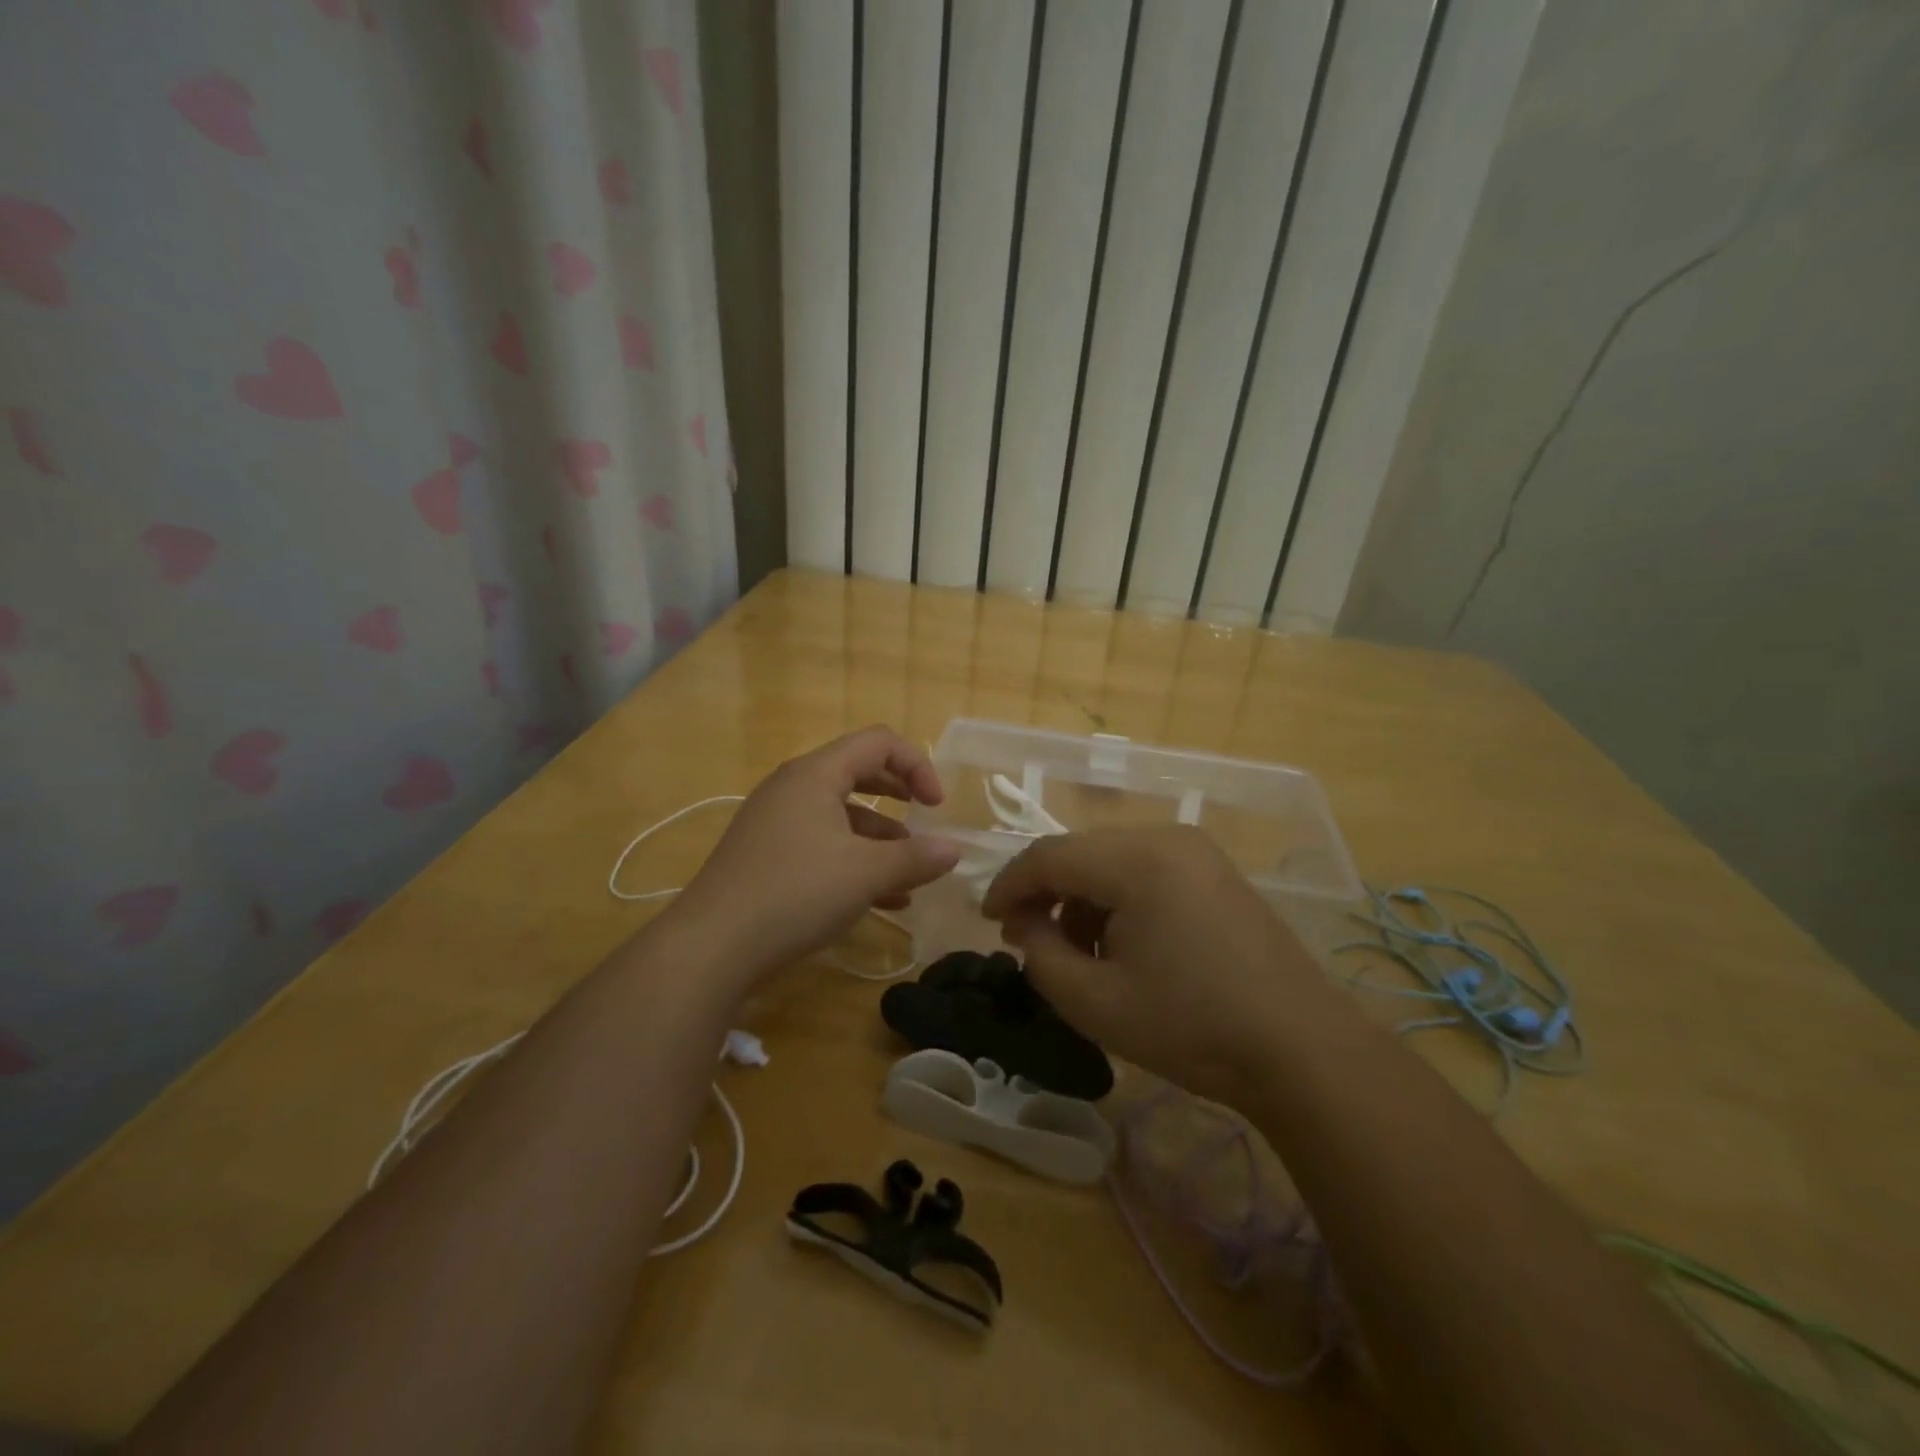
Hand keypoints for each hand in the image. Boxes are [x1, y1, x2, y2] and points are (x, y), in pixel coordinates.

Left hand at [674, 726, 960, 984]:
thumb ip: (915, 858)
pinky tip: (882, 900)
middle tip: (925, 821)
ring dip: (880, 839)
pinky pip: (821, 844)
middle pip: (858, 773)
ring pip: (841, 816)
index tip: (936, 806)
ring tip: (909, 876)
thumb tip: (954, 850)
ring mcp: (775, 823)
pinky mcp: (766, 856)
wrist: (711, 946)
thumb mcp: (865, 874)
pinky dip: (854, 861)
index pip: (878, 742)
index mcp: (815, 774)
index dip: (916, 765)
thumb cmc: (795, 892)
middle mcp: (793, 788)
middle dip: (898, 796)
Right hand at [980, 826, 1328, 1105]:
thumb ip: (1040, 956)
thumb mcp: (1095, 1003)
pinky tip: (1122, 946)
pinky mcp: (1215, 872)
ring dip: (1082, 899)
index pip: (1048, 855)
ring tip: (1076, 954)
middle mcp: (1167, 838)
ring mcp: (1197, 852)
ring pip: (1111, 861)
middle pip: (1080, 853)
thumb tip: (1025, 925)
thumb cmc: (1191, 1028)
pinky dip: (1118, 900)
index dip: (1008, 885)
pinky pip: (1145, 871)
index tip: (987, 921)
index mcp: (1138, 860)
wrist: (1301, 1050)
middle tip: (1026, 939)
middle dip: (1046, 893)